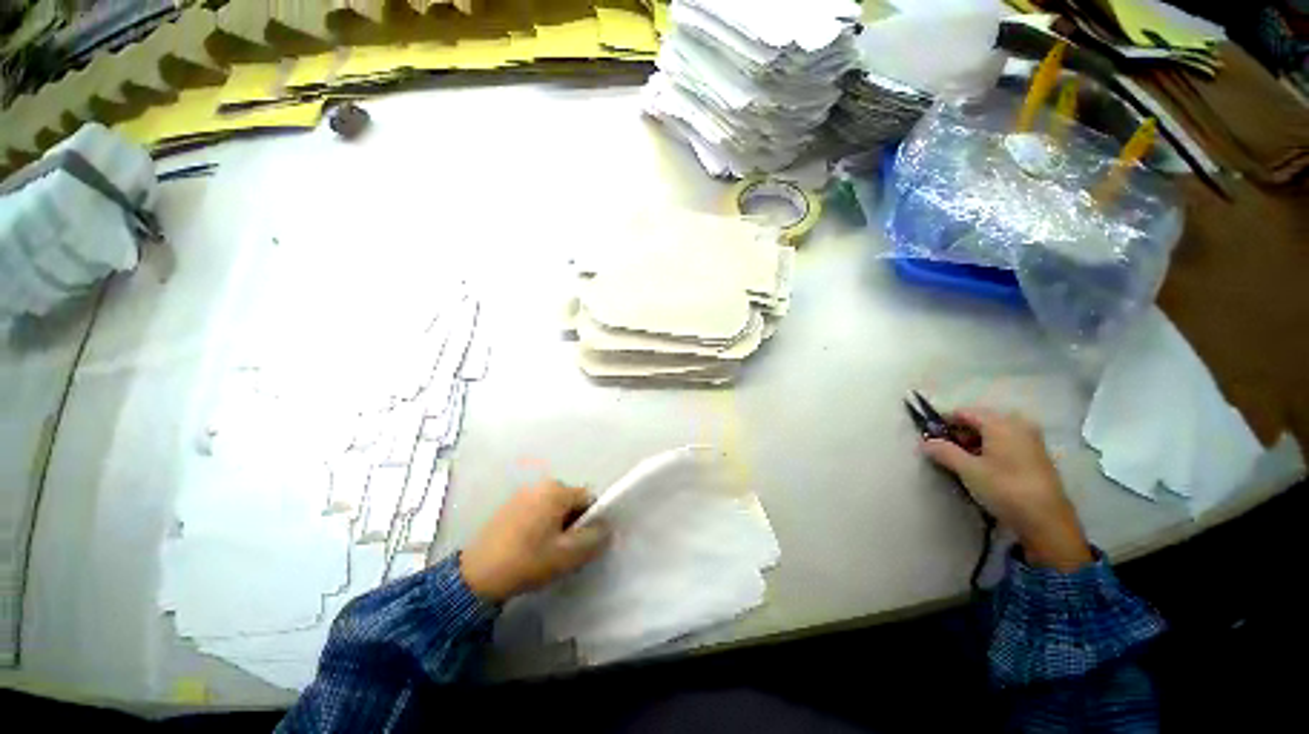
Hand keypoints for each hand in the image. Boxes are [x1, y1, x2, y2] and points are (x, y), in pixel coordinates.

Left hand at [460, 480, 609, 601]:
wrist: (476, 576)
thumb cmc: (527, 560)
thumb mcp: (568, 554)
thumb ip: (595, 539)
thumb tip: (608, 528)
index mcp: (557, 490)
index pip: (589, 499)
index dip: (591, 522)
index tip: (581, 544)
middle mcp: (541, 484)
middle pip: (571, 502)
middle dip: (573, 524)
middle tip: (563, 551)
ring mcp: (523, 493)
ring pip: (554, 508)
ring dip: (557, 526)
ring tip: (545, 551)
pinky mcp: (509, 506)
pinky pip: (537, 511)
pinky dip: (540, 525)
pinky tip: (529, 547)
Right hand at [921, 408, 1092, 570]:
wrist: (1046, 520)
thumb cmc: (1004, 488)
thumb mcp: (968, 470)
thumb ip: (943, 451)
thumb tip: (925, 442)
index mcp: (1000, 422)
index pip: (963, 412)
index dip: (943, 422)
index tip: (928, 436)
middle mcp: (1017, 424)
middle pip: (979, 420)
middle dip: (958, 433)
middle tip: (943, 450)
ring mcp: (1030, 439)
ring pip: (992, 432)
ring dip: (973, 442)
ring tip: (960, 460)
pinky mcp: (1036, 454)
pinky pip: (1005, 442)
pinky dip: (989, 448)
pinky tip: (981, 466)